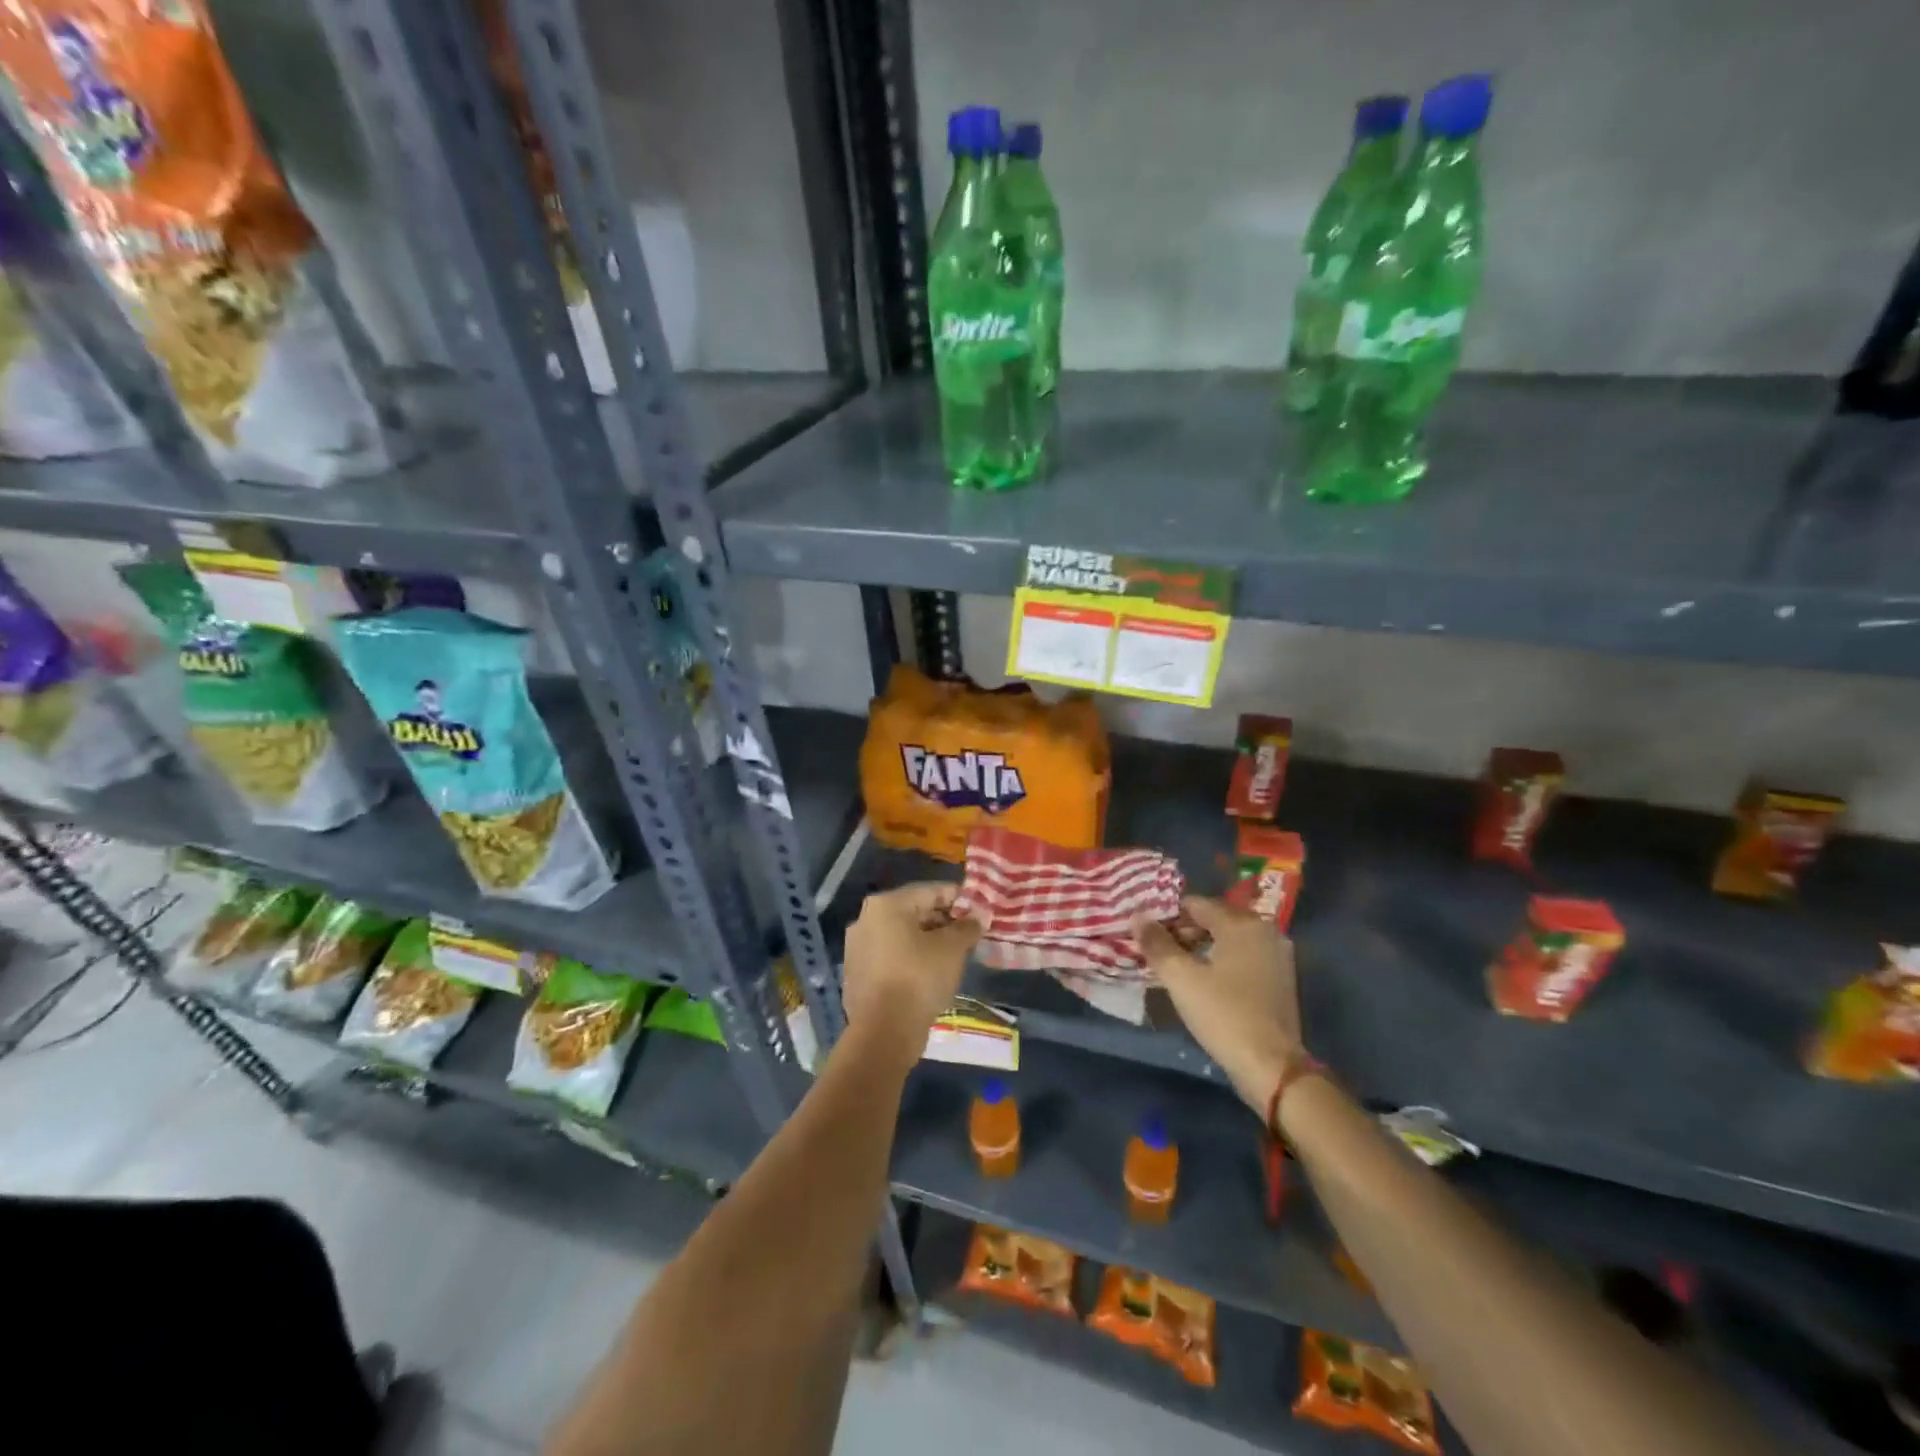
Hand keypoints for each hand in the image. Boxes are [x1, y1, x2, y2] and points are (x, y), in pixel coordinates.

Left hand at [842, 882, 981, 1064]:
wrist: (884, 1032)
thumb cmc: (919, 978)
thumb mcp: (952, 948)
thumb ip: (967, 927)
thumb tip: (980, 916)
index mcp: (887, 904)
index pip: (931, 891)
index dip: (960, 899)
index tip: (980, 910)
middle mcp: (866, 919)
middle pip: (914, 912)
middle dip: (944, 921)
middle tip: (970, 934)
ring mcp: (858, 947)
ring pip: (902, 936)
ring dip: (929, 941)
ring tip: (955, 954)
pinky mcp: (858, 973)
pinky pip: (892, 956)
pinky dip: (912, 958)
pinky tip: (932, 973)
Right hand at [1136, 895, 1302, 1113]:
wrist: (1272, 1067)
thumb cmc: (1223, 1015)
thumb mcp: (1181, 978)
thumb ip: (1157, 943)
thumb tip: (1137, 916)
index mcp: (1242, 923)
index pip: (1195, 903)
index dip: (1166, 916)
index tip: (1146, 935)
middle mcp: (1264, 930)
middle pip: (1214, 918)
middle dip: (1183, 931)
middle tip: (1157, 952)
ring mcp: (1277, 955)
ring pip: (1229, 938)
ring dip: (1201, 946)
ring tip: (1176, 967)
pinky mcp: (1280, 978)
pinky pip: (1243, 956)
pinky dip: (1221, 960)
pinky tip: (1203, 980)